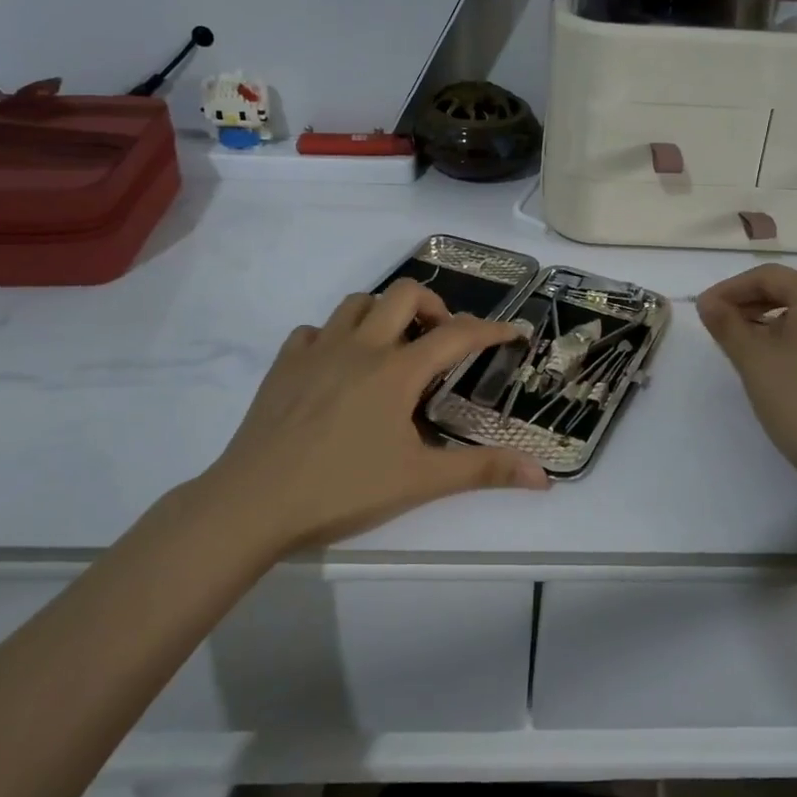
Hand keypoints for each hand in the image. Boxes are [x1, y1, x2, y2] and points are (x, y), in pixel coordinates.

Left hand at [197, 280, 549, 552]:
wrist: (253, 503)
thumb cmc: (343, 490)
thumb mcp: (420, 481)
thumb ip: (483, 471)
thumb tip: (544, 478)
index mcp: (397, 370)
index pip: (457, 334)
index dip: (491, 329)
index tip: (513, 332)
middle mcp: (360, 346)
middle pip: (405, 294)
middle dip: (434, 306)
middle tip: (442, 340)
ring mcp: (318, 350)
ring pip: (358, 302)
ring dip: (384, 313)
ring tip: (394, 347)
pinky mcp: (284, 364)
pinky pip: (316, 330)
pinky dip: (336, 337)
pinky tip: (339, 367)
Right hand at [697, 264, 796, 509]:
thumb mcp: (752, 359)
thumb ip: (726, 324)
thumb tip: (707, 302)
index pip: (767, 276)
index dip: (730, 288)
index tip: (703, 310)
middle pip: (789, 287)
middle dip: (750, 299)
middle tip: (720, 321)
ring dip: (771, 315)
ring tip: (742, 339)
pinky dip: (793, 332)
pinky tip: (775, 357)